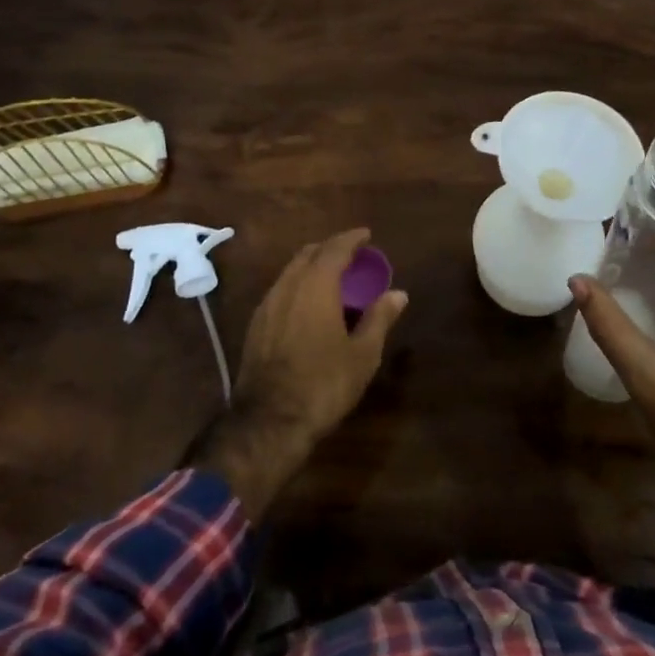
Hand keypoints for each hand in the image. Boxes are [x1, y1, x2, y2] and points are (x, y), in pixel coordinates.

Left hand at [191, 228, 407, 516]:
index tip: (366, 235)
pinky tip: (308, 304)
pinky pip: (280, 290)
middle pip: (308, 254)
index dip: (351, 238)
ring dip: (311, 266)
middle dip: (329, 249)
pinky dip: (298, 285)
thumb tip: (398, 293)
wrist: (269, 420)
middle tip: (351, 255)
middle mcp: (288, 286)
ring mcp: (267, 305)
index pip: (334, 249)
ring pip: (290, 271)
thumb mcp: (362, 354)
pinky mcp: (256, 325)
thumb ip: (379, 318)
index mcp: (316, 286)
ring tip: (331, 277)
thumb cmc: (324, 384)